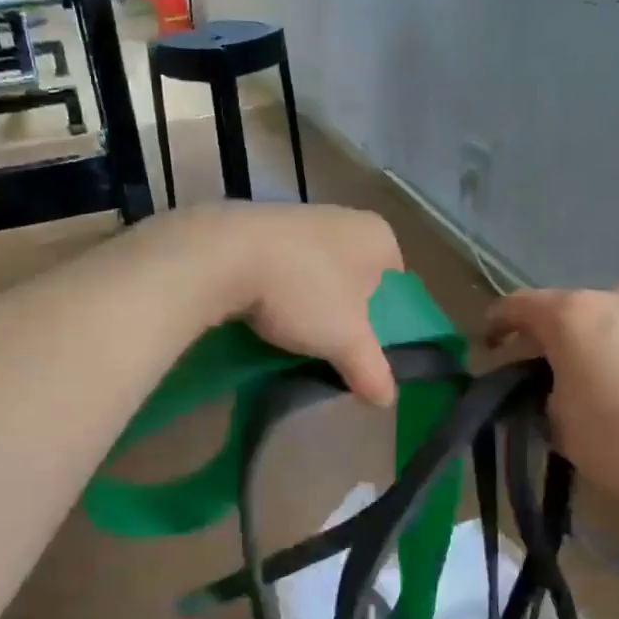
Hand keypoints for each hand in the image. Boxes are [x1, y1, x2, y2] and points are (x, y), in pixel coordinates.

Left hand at [147, 203, 403, 405]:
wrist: (222, 255)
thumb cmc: (303, 291)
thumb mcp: (346, 341)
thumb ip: (372, 369)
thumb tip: (387, 400)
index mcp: (377, 236)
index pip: (395, 282)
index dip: (385, 317)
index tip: (366, 346)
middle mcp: (341, 217)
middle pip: (353, 278)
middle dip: (343, 312)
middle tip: (332, 348)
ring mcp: (296, 218)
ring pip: (314, 273)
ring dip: (307, 304)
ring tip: (295, 340)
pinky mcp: (255, 228)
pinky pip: (279, 269)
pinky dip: (276, 293)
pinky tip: (263, 319)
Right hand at [485, 285, 618, 520]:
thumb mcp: (560, 426)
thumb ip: (544, 393)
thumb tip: (555, 384)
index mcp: (573, 316)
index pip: (518, 305)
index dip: (496, 322)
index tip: (488, 344)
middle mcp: (618, 297)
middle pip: (571, 309)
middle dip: (554, 336)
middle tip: (551, 371)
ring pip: (617, 318)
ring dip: (601, 340)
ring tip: (608, 380)